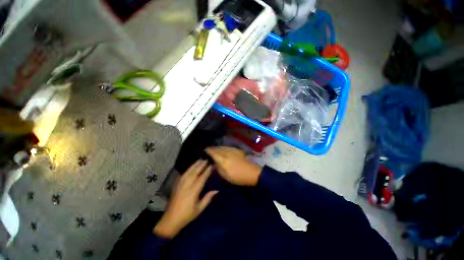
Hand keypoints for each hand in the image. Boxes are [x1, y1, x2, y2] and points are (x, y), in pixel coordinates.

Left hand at [154, 160, 217, 238]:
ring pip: (189, 171)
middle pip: (195, 172)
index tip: (212, 165)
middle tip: (206, 159)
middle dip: (201, 165)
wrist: (171, 219)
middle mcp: (187, 185)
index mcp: (193, 191)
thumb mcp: (199, 209)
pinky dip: (188, 169)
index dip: (207, 171)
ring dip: (195, 165)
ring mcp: (180, 184)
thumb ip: (208, 198)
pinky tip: (191, 167)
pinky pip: (183, 174)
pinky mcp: (177, 185)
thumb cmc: (187, 215)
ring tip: (200, 160)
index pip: (202, 178)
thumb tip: (217, 190)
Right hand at [205, 146, 261, 185]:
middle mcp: (226, 152)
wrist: (251, 172)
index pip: (213, 152)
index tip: (204, 151)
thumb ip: (217, 168)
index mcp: (222, 159)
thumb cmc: (237, 176)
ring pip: (222, 147)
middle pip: (217, 148)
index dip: (208, 150)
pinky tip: (223, 149)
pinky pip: (227, 147)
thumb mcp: (225, 175)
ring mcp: (232, 150)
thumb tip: (213, 163)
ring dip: (218, 148)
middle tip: (208, 150)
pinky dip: (223, 148)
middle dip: (212, 148)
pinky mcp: (237, 150)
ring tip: (215, 149)